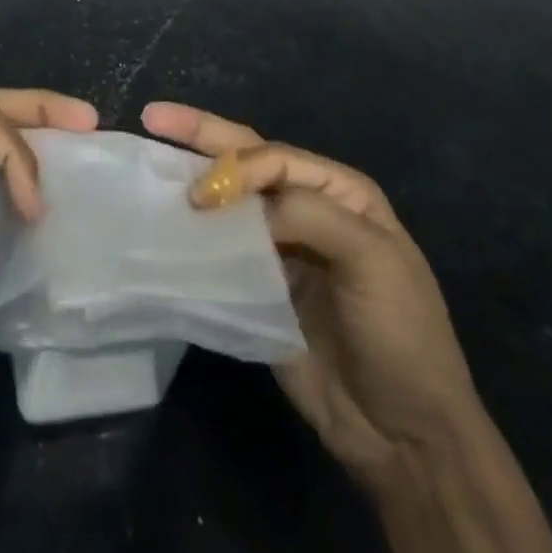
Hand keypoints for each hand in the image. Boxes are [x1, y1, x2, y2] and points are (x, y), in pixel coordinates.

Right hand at [143, 101, 479, 477]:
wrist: (404, 437)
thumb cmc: (399, 333)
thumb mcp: (373, 259)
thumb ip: (307, 213)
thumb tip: (234, 204)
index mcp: (339, 191)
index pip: (276, 158)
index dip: (235, 166)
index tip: (201, 196)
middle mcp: (306, 208)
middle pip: (247, 160)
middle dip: (201, 134)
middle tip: (154, 116)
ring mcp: (279, 248)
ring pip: (228, 202)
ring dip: (191, 180)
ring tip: (146, 163)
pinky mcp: (258, 288)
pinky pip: (220, 250)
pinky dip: (192, 235)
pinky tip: (162, 225)